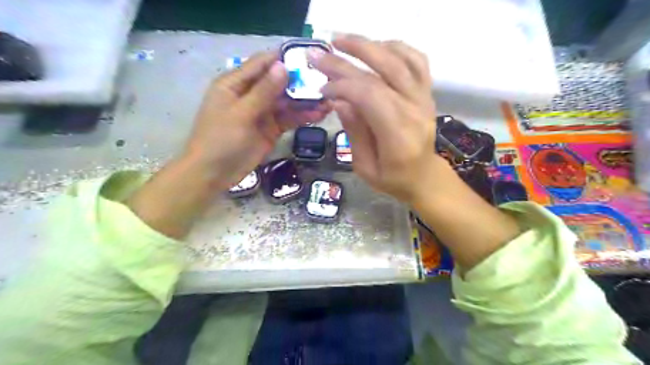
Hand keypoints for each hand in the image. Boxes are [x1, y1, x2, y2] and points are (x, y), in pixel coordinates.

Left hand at [187, 53, 330, 191]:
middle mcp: (251, 94)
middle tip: (327, 82)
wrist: (214, 173)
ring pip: (287, 102)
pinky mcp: (271, 129)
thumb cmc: (220, 139)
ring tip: (329, 100)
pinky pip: (289, 119)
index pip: (262, 64)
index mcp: (235, 83)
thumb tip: (283, 66)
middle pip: (278, 82)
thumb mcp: (241, 114)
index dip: (284, 59)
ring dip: (306, 101)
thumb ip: (263, 91)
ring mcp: (262, 112)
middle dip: (300, 82)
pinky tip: (320, 114)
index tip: (309, 59)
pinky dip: (303, 117)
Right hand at [310, 36, 518, 269]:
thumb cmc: (392, 179)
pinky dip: (396, 48)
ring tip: (343, 41)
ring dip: (370, 45)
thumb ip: (354, 132)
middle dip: (347, 58)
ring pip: (400, 59)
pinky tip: (376, 48)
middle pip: (383, 71)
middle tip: (320, 52)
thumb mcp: (365, 167)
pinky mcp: (427, 93)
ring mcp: (424, 99)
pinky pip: (417, 61)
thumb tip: (339, 100)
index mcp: (398, 135)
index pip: (369, 95)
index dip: (342, 86)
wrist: (424, 177)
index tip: (322, 89)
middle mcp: (415, 111)